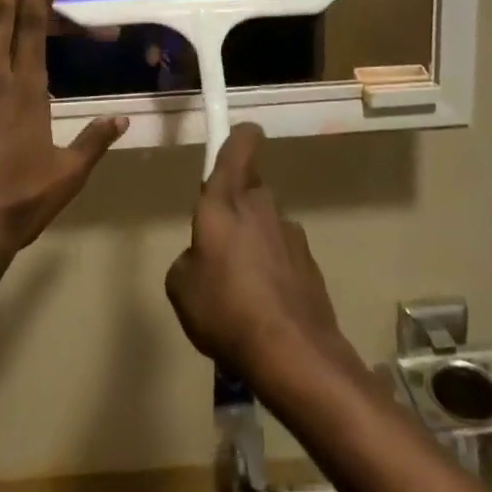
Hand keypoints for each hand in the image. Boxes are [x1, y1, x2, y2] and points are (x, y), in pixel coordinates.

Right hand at [165, 124, 360, 387]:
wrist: (293, 354)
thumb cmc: (225, 309)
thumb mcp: (181, 286)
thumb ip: (188, 259)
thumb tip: (201, 259)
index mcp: (226, 200)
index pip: (239, 145)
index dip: (238, 136)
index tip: (235, 137)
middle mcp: (261, 206)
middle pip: (249, 189)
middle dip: (236, 208)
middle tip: (219, 244)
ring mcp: (291, 234)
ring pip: (267, 225)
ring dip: (255, 243)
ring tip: (240, 290)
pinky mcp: (310, 265)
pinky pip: (284, 257)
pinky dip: (274, 273)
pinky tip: (264, 310)